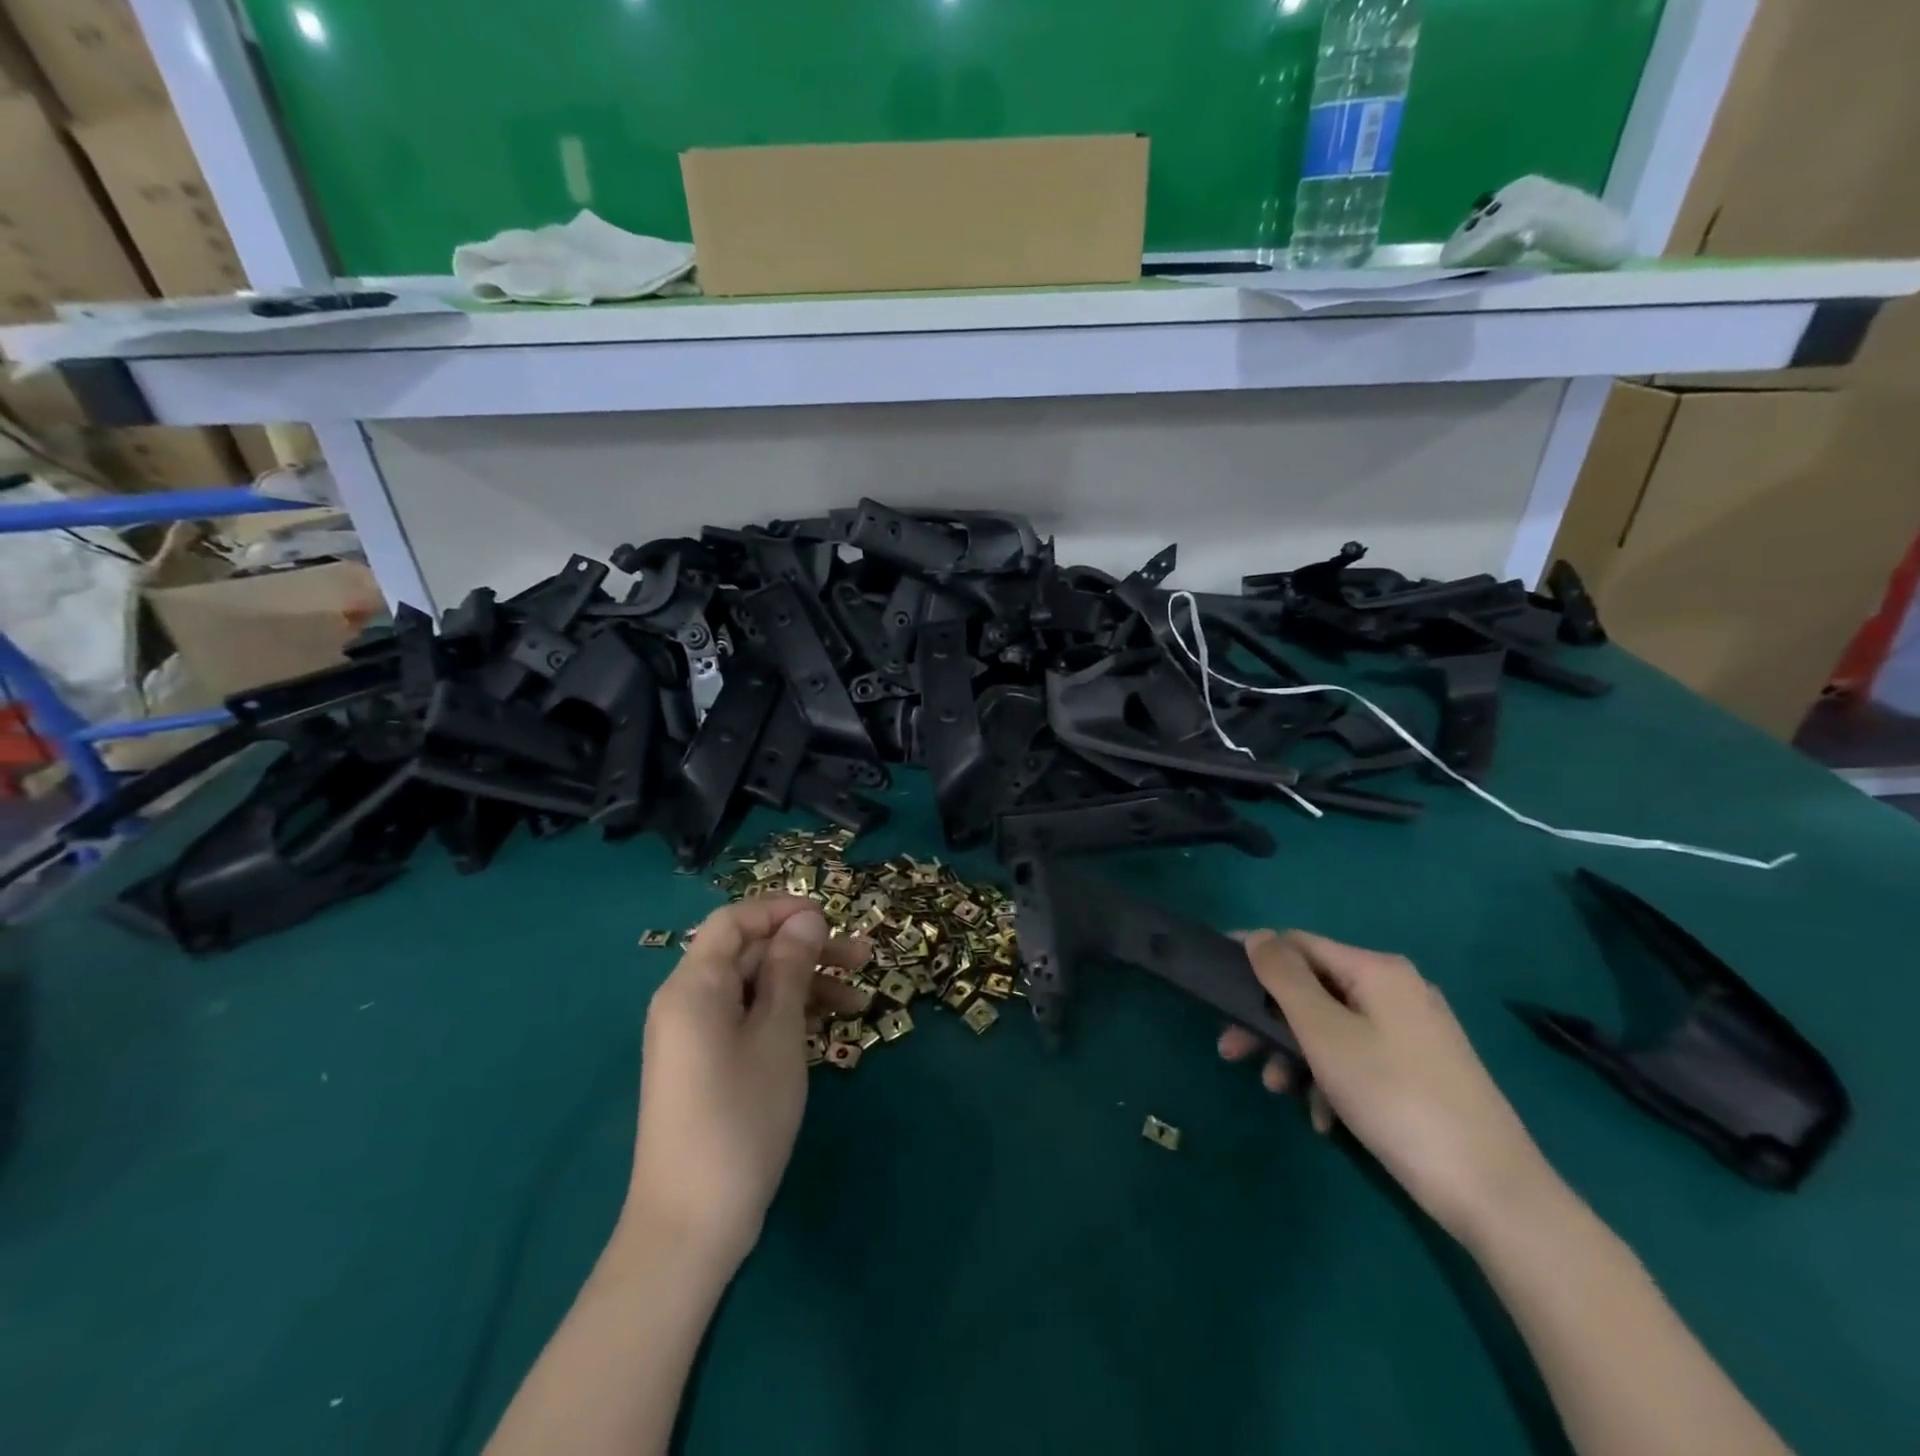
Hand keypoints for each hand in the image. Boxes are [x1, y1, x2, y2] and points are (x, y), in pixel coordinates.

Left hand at [623, 896, 869, 1269]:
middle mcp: (688, 1001)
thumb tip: (806, 918)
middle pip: (750, 954)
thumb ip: (791, 969)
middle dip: (807, 952)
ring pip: (756, 988)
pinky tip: (829, 1028)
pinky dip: (787, 1017)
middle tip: (864, 960)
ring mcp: (696, 1036)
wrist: (690, 1226)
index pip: (736, 920)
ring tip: (861, 1002)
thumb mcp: (778, 1035)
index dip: (783, 910)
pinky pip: (749, 1020)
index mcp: (694, 985)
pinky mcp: (707, 1065)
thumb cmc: (740, 1118)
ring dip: (806, 986)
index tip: (831, 919)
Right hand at [1220, 929, 1560, 1248]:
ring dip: (1295, 1055)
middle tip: (1232, 1051)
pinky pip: (1359, 1058)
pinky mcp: (1422, 1069)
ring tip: (1277, 1091)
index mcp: (1377, 969)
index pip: (1298, 942)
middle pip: (1312, 989)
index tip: (1213, 979)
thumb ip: (1284, 978)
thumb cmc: (1394, 1097)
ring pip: (1332, 1027)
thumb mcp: (1325, 1033)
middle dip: (1268, 1020)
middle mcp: (1397, 989)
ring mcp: (1413, 1031)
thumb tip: (1259, 935)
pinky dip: (1331, 1080)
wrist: (1493, 1192)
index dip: (1253, 955)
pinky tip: (1322, 1119)